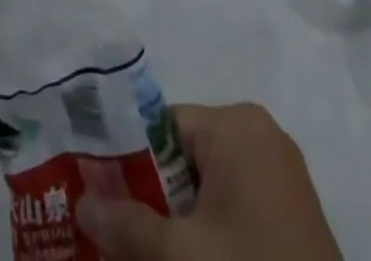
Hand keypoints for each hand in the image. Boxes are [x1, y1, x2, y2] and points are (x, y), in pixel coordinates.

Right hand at [77, 103, 342, 260]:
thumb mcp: (183, 255)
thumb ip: (128, 226)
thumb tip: (80, 205)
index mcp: (236, 124)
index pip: (161, 127)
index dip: (127, 165)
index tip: (98, 200)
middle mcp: (259, 137)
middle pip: (182, 159)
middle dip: (149, 200)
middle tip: (115, 236)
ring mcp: (280, 178)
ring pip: (205, 191)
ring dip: (175, 224)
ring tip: (143, 253)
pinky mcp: (291, 218)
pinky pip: (232, 211)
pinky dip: (206, 236)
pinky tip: (184, 260)